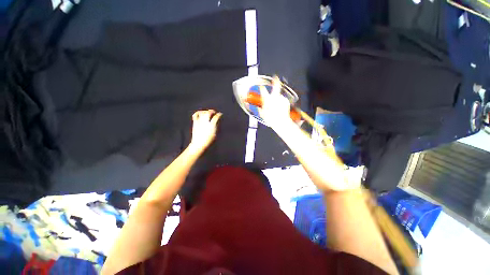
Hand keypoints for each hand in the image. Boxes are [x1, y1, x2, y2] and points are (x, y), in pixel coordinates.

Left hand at [189, 110, 221, 152]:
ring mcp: (199, 122)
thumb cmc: (209, 141)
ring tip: (208, 112)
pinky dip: (198, 113)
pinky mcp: (195, 123)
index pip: (216, 117)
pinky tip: (200, 114)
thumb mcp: (215, 134)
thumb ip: (216, 126)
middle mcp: (205, 122)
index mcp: (212, 126)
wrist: (199, 144)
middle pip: (209, 113)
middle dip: (212, 111)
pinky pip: (195, 115)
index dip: (219, 114)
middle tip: (214, 112)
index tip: (220, 114)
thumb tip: (217, 121)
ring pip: (202, 112)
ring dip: (206, 111)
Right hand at [258, 76, 293, 129]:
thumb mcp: (262, 114)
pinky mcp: (286, 101)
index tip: (261, 87)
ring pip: (279, 96)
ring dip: (277, 99)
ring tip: (276, 107)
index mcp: (267, 100)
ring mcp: (281, 99)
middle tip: (275, 77)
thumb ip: (259, 109)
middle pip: (276, 86)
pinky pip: (282, 100)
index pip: (263, 90)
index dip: (261, 88)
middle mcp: (274, 97)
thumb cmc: (271, 119)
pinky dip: (281, 102)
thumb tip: (256, 108)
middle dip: (275, 81)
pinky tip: (280, 108)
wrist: (281, 122)